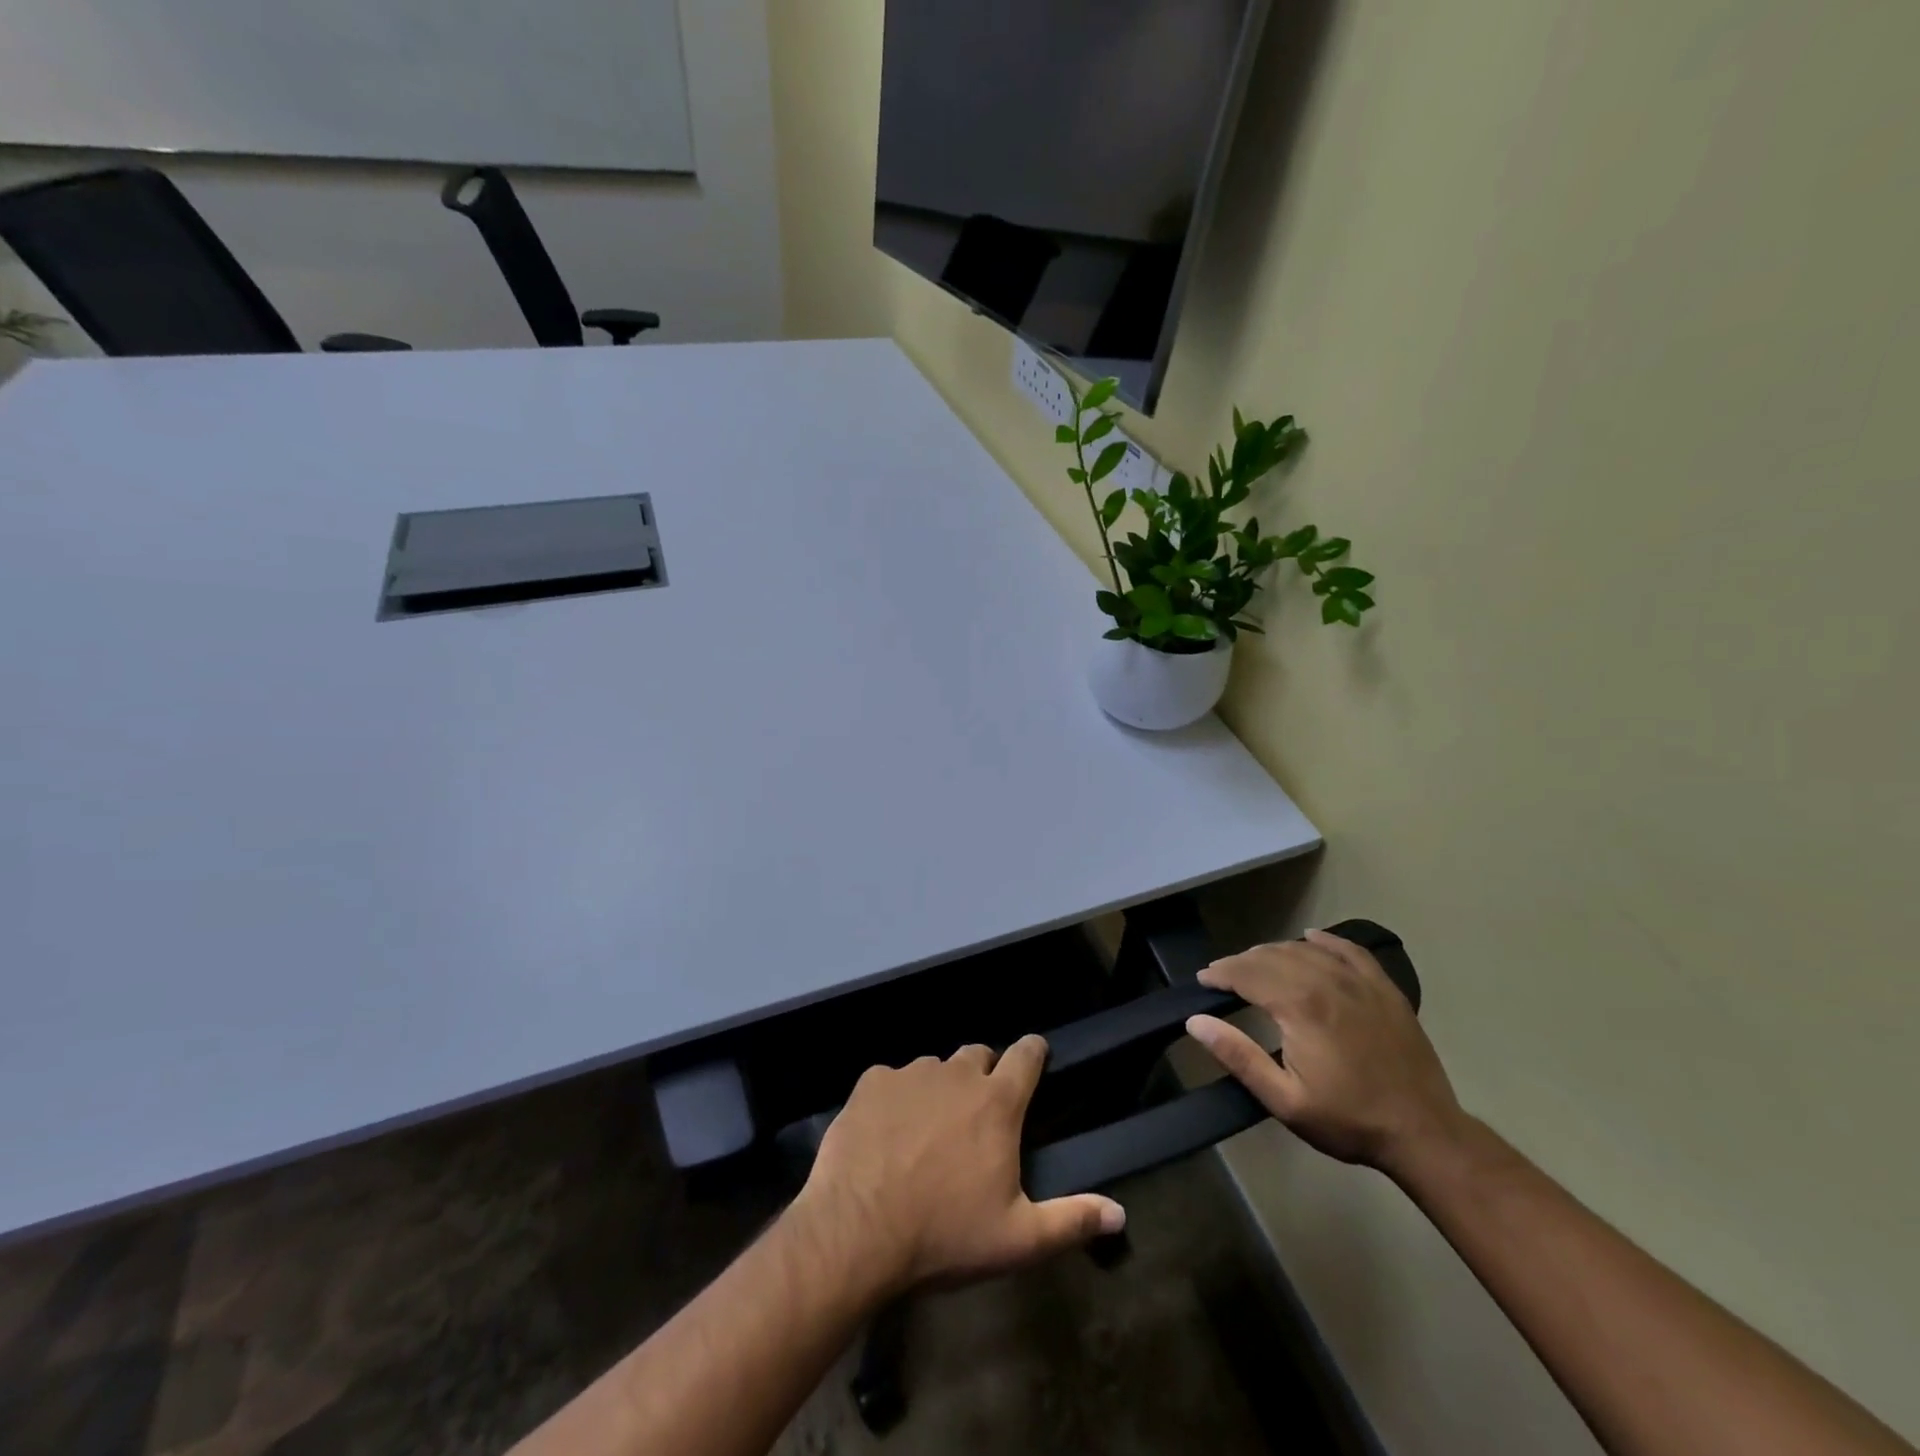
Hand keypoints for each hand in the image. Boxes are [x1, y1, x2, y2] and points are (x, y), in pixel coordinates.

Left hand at [794, 1037, 1125, 1295]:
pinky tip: (885, 1132)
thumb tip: (1120, 1215)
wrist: (857, 1231)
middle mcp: (956, 1074)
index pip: (1027, 1054)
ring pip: (934, 1067)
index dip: (1034, 1051)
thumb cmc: (944, 1235)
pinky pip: (892, 1079)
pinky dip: (895, 1098)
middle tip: (976, 1115)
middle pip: (979, 1055)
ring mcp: (911, 1073)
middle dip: (984, 1074)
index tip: (1036, 1055)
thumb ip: (1071, 1221)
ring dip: (938, 1088)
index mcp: (997, 1102)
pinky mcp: (872, 1082)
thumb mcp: (1017, 1240)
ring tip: (927, 1129)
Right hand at [1187, 928, 1464, 1177]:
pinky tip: (1311, 938)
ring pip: (1305, 949)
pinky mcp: (1384, 988)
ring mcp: (1359, 982)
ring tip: (1257, 964)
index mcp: (1300, 1006)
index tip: (1203, 980)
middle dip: (1241, 962)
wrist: (1424, 1134)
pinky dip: (1326, 940)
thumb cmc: (1348, 1120)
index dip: (1220, 973)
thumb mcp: (1284, 1100)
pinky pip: (1349, 950)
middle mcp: (1327, 981)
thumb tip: (1196, 1022)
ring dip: (1275, 952)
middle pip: (1272, 956)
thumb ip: (1238, 1056)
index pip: (1247, 973)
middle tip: (1223, 976)